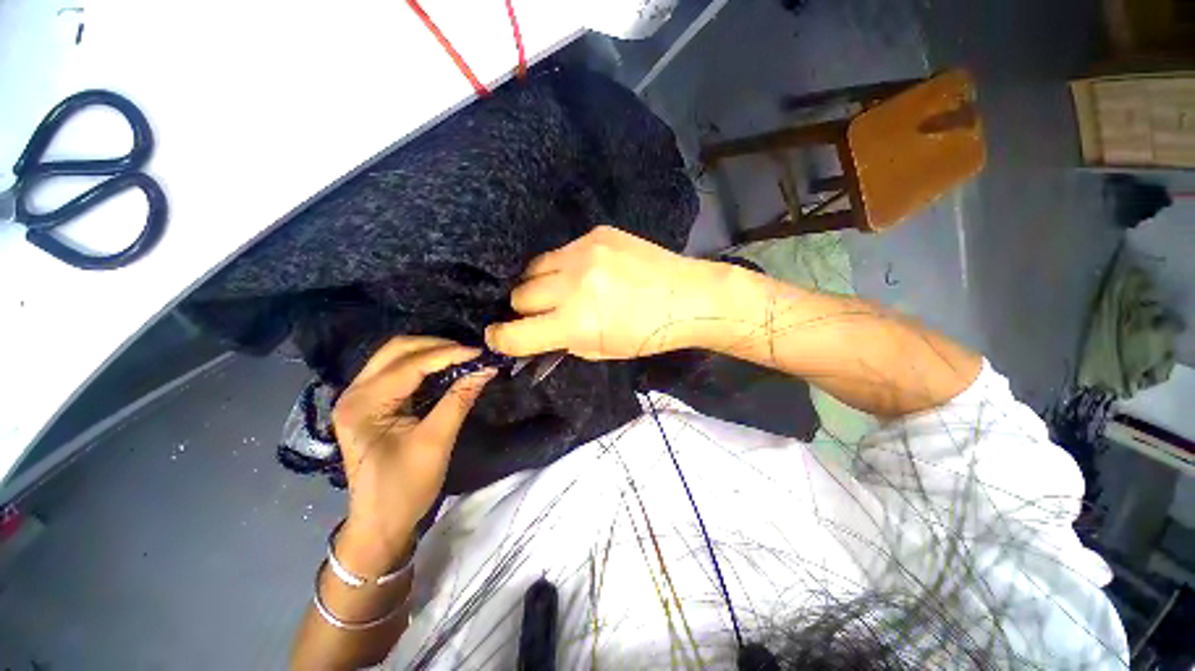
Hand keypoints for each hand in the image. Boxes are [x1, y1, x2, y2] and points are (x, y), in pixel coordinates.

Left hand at [331, 337, 494, 570]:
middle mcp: (355, 392)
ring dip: (431, 352)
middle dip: (437, 346)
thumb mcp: (436, 442)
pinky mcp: (370, 403)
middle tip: (471, 354)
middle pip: (397, 350)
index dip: (449, 354)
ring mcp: (359, 396)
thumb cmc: (405, 487)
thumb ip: (459, 399)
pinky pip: (398, 370)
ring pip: (396, 356)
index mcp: (364, 404)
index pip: (410, 364)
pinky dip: (424, 365)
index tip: (481, 353)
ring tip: (462, 358)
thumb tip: (486, 369)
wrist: (380, 522)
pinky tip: (446, 369)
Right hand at [485, 226, 714, 359]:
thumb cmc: (647, 334)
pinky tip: (584, 272)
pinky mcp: (595, 234)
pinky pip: (559, 252)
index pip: (515, 333)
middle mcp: (572, 284)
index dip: (500, 339)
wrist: (687, 297)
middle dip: (525, 310)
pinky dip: (563, 267)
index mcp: (575, 322)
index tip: (498, 337)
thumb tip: (538, 332)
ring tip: (560, 290)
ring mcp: (583, 253)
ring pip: (533, 268)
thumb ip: (564, 341)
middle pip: (519, 295)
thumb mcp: (602, 350)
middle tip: (542, 313)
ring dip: (540, 285)